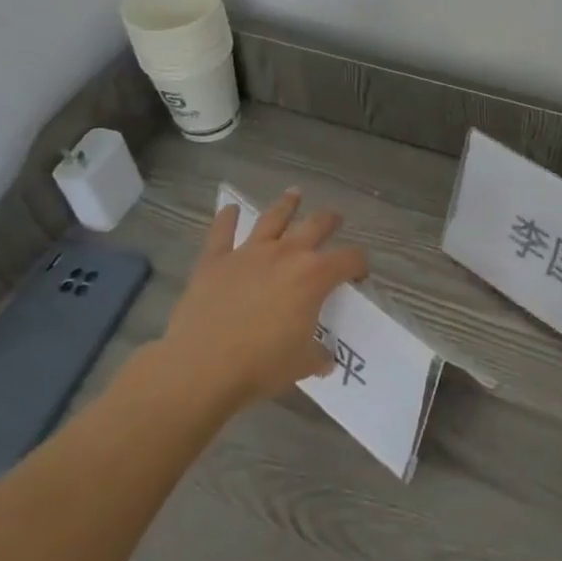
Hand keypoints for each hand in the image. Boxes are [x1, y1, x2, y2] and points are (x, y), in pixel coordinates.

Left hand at [155, 189, 367, 409]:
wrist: (202, 367)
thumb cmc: (261, 365)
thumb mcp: (301, 364)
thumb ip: (318, 356)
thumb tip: (325, 361)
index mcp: (315, 276)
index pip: (349, 259)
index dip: (359, 265)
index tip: (359, 275)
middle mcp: (286, 254)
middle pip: (316, 225)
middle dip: (330, 220)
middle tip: (335, 219)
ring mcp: (249, 253)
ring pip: (273, 218)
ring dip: (286, 205)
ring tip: (294, 193)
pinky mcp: (215, 260)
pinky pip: (221, 232)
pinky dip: (226, 219)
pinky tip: (230, 209)